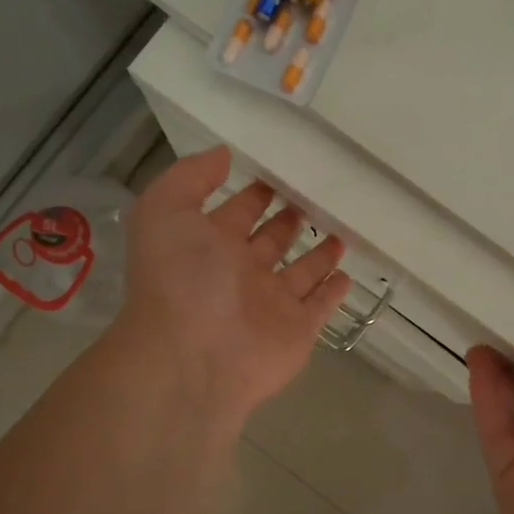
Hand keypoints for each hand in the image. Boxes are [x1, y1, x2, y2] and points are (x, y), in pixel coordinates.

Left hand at [115, 147, 351, 430]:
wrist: (193, 357)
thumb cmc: (179, 279)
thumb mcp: (165, 211)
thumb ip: (190, 178)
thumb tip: (222, 155)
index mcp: (207, 246)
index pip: (237, 211)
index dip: (255, 192)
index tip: (280, 169)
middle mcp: (239, 273)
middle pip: (271, 240)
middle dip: (289, 218)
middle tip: (319, 193)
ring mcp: (270, 304)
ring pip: (300, 272)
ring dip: (318, 252)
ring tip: (342, 226)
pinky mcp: (297, 330)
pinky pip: (320, 306)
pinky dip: (334, 292)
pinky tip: (348, 273)